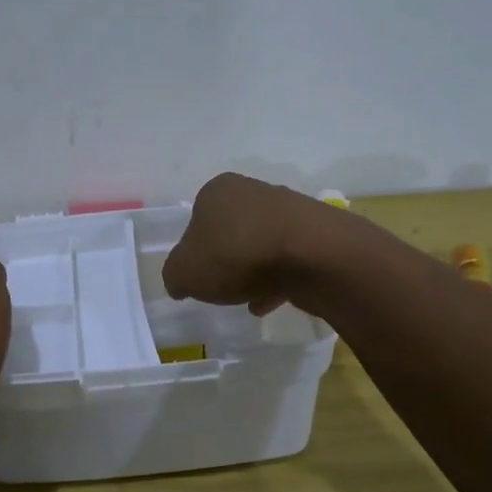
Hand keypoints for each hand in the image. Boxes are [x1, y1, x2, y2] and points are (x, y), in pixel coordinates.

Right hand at [161, 173, 343, 315]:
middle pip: (231, 231)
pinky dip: (279, 279)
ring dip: (254, 272)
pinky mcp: (316, 232)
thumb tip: (181, 280)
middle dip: (226, 260)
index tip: (198, 275)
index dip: (194, 250)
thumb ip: (174, 276)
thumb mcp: (184, 272)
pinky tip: (273, 301)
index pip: (196, 219)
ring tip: (249, 300)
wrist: (312, 255)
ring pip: (261, 245)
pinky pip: (288, 259)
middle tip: (222, 287)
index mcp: (217, 190)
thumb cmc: (237, 254)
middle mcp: (253, 191)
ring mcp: (289, 210)